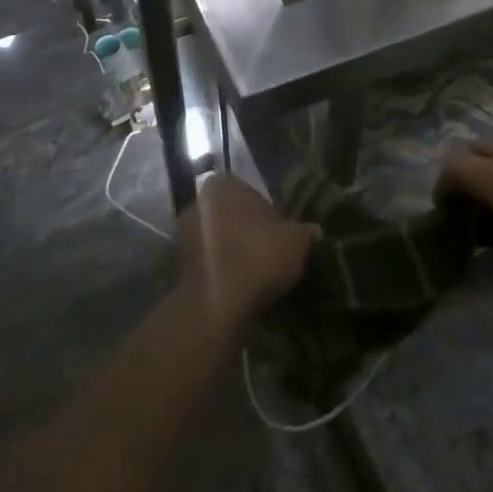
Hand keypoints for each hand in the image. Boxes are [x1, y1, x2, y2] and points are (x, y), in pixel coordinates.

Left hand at [176, 174, 316, 329]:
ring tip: (254, 274)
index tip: (279, 234)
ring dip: (231, 250)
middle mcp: (198, 201)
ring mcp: (184, 233)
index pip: (250, 191)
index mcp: (223, 185)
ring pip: (217, 237)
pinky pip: (207, 261)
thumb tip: (314, 231)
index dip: (268, 213)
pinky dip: (219, 270)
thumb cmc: (257, 258)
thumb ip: (305, 231)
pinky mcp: (177, 265)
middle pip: (231, 213)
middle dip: (246, 229)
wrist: (214, 306)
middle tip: (268, 252)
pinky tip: (237, 287)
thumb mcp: (295, 242)